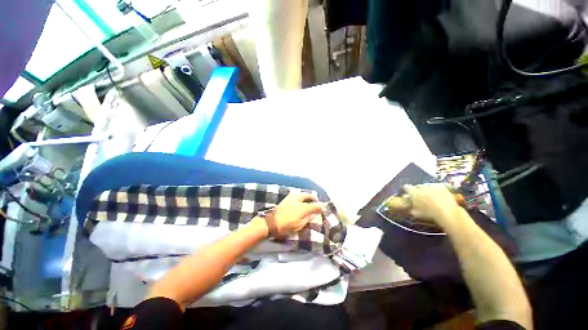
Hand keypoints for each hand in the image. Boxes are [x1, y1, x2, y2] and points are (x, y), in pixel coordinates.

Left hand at [272, 193, 324, 235]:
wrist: (271, 223)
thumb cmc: (286, 225)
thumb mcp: (300, 224)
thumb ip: (309, 218)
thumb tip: (315, 214)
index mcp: (302, 207)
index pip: (314, 205)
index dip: (320, 207)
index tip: (324, 208)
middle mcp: (298, 199)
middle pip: (309, 196)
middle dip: (314, 199)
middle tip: (317, 203)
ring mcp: (292, 196)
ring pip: (303, 194)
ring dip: (308, 197)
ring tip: (310, 202)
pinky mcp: (287, 197)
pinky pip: (298, 195)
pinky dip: (302, 197)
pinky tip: (302, 202)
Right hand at [403, 184, 461, 228]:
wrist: (447, 213)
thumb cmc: (429, 214)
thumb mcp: (416, 214)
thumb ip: (411, 208)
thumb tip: (409, 207)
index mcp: (413, 192)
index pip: (406, 187)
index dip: (407, 190)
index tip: (408, 193)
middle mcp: (421, 187)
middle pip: (418, 186)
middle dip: (418, 190)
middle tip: (421, 197)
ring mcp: (432, 186)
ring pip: (427, 186)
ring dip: (427, 190)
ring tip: (431, 197)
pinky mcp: (442, 186)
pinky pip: (436, 187)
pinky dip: (436, 190)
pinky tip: (439, 196)